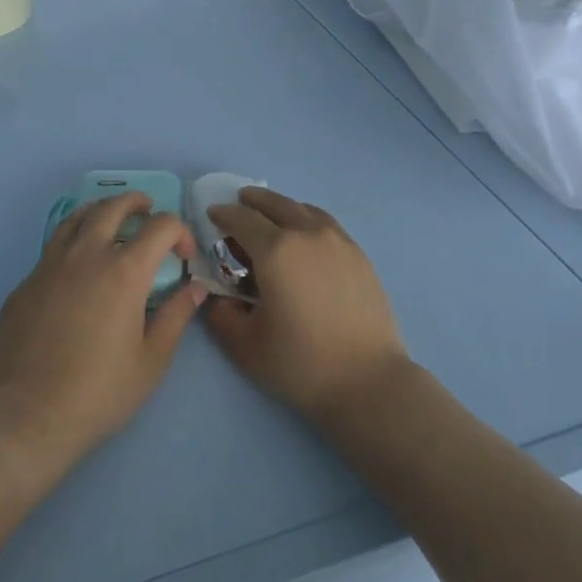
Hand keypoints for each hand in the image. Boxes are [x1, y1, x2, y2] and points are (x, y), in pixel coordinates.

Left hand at [0, 192, 206, 467]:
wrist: (28, 416)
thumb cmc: (100, 392)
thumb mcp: (152, 360)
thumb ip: (176, 316)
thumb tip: (194, 288)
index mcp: (124, 271)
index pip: (161, 226)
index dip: (180, 232)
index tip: (184, 257)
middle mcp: (86, 255)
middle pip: (113, 207)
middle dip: (137, 203)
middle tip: (148, 213)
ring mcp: (49, 266)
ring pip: (76, 218)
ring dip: (100, 212)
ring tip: (111, 223)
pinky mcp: (24, 284)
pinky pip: (52, 250)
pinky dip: (72, 246)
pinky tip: (76, 272)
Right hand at [202, 188, 412, 427]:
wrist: (368, 380)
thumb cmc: (301, 364)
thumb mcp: (245, 346)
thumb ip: (221, 316)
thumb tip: (217, 297)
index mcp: (275, 251)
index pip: (243, 220)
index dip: (224, 214)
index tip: (213, 214)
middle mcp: (307, 234)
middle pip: (276, 205)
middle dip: (253, 201)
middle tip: (240, 203)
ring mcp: (338, 241)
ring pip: (304, 210)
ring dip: (282, 207)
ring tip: (273, 217)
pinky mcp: (359, 255)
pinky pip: (326, 224)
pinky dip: (308, 219)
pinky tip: (306, 236)